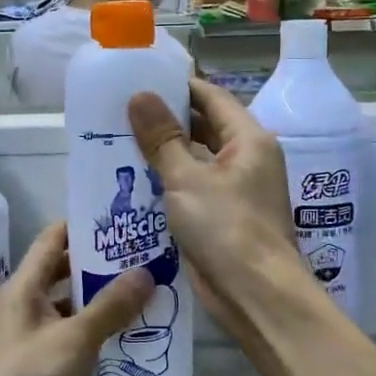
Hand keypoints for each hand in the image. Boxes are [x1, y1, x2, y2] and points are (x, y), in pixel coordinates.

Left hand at [0, 222, 152, 375]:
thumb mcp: (74, 339)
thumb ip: (110, 306)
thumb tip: (146, 272)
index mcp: (22, 288)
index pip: (52, 241)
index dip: (82, 226)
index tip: (120, 220)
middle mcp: (25, 307)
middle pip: (63, 274)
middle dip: (100, 265)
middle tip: (144, 256)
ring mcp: (34, 339)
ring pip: (72, 309)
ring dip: (103, 302)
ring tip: (148, 292)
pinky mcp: (45, 369)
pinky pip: (75, 341)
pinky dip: (99, 334)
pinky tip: (133, 335)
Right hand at [127, 79, 310, 332]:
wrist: (256, 295)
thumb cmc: (226, 228)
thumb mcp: (187, 179)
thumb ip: (162, 138)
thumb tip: (139, 95)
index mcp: (249, 139)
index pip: (211, 97)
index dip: (177, 86)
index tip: (139, 80)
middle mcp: (247, 158)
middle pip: (204, 127)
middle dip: (166, 121)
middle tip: (121, 113)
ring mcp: (237, 189)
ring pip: (196, 160)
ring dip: (164, 154)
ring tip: (119, 143)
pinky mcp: (224, 216)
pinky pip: (193, 188)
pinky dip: (168, 182)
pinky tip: (134, 183)